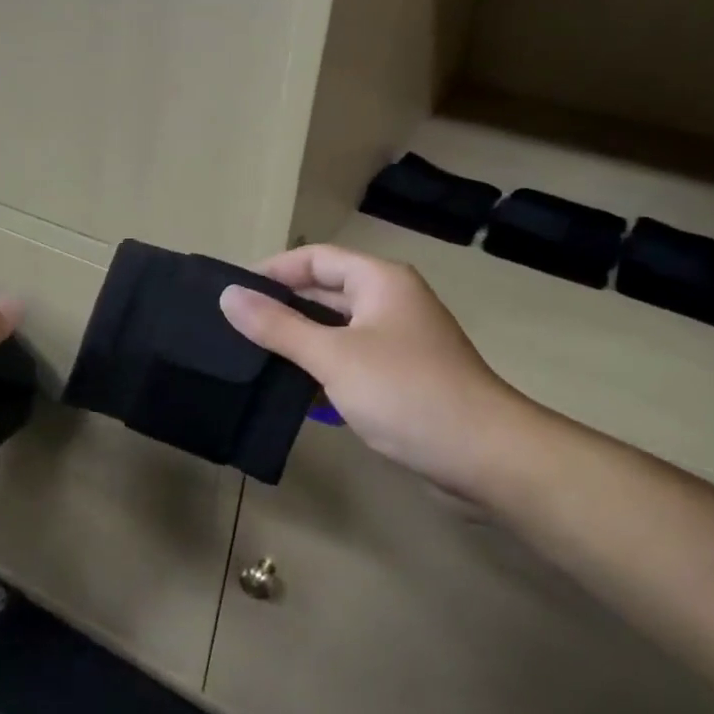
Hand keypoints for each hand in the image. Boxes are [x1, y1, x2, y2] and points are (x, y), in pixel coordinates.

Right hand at [218, 245, 533, 503]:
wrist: (484, 455)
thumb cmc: (406, 392)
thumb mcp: (333, 356)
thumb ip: (278, 326)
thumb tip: (229, 296)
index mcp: (380, 282)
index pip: (315, 258)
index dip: (272, 270)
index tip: (232, 292)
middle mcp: (390, 303)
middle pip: (325, 292)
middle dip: (281, 307)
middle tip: (232, 326)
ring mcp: (398, 342)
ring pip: (336, 330)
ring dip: (298, 341)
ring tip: (250, 356)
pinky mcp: (401, 378)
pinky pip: (349, 361)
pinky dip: (321, 369)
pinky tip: (290, 390)